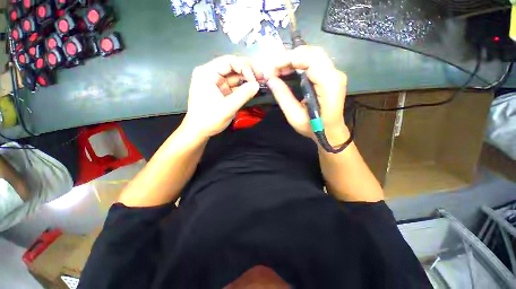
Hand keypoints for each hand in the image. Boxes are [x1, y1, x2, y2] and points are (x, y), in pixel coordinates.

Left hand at [182, 55, 261, 138]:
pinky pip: (233, 85)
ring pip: (234, 76)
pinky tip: (252, 88)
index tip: (256, 79)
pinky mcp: (220, 90)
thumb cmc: (209, 119)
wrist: (198, 131)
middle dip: (248, 71)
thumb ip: (243, 95)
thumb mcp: (228, 107)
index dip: (245, 67)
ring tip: (260, 81)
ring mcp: (215, 82)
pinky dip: (242, 87)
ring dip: (246, 79)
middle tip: (261, 76)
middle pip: (232, 66)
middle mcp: (210, 74)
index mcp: (207, 73)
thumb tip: (257, 85)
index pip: (229, 61)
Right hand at [265, 46, 349, 145]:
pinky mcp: (331, 76)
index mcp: (329, 85)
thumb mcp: (295, 117)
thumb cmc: (313, 128)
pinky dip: (300, 62)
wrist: (330, 132)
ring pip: (314, 54)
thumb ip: (283, 97)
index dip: (289, 59)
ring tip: (279, 69)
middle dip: (290, 56)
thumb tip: (270, 79)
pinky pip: (315, 62)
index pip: (310, 59)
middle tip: (274, 68)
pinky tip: (290, 70)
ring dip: (295, 58)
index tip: (272, 68)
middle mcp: (335, 75)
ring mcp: (335, 74)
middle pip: (313, 52)